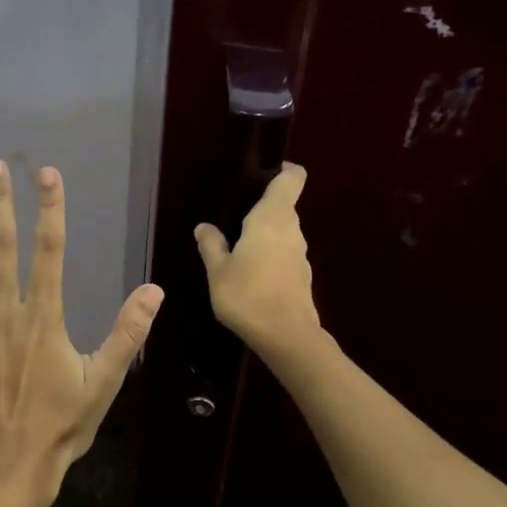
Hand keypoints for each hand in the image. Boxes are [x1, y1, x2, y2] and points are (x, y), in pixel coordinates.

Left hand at [0, 160, 164, 506]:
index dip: (49, 209)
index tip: (46, 174)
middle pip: (2, 249)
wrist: (10, 469)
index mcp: (44, 318)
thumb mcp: (104, 383)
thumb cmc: (61, 426)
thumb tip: (154, 289)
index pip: (49, 251)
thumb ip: (126, 333)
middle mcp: (4, 314)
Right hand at [194, 162, 321, 357]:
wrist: (286, 337)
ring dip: (264, 234)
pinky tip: (249, 273)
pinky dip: (270, 256)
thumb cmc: (248, 295)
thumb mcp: (218, 270)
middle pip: (283, 206)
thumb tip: (204, 227)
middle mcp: (292, 230)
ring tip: (236, 246)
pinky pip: (284, 254)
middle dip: (262, 207)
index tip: (265, 171)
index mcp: (272, 218)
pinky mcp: (302, 276)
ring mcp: (300, 254)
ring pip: (283, 232)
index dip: (284, 170)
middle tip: (232, 216)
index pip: (291, 179)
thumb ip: (211, 245)